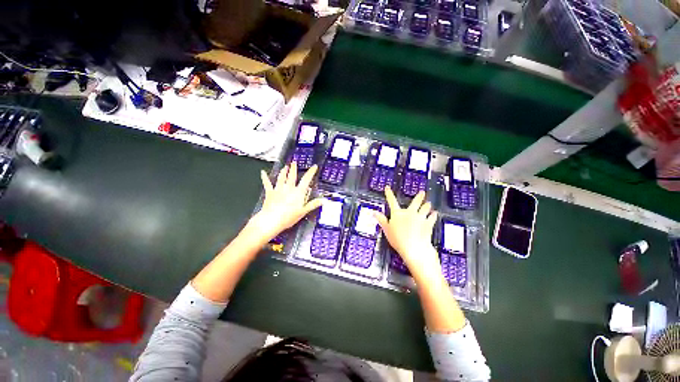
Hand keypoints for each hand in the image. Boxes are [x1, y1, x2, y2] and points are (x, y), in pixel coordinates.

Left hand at [249, 162, 322, 241]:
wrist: (271, 220)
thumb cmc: (288, 217)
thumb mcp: (303, 212)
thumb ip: (313, 205)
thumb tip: (323, 200)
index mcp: (298, 192)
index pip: (306, 180)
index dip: (311, 172)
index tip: (314, 166)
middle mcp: (288, 188)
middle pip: (292, 176)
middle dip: (294, 168)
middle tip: (294, 162)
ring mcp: (278, 189)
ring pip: (281, 177)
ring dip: (283, 171)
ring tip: (284, 166)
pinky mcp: (270, 193)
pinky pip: (267, 183)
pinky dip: (265, 177)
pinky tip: (263, 172)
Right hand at [374, 187, 440, 279]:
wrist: (414, 247)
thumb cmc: (398, 239)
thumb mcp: (386, 230)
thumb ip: (381, 220)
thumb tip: (374, 213)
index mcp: (397, 213)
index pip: (391, 201)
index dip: (389, 194)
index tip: (387, 188)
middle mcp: (409, 213)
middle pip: (415, 202)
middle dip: (419, 197)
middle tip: (422, 192)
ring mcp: (420, 217)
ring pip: (425, 208)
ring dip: (427, 205)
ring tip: (429, 203)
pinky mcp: (428, 224)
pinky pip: (432, 217)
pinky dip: (433, 215)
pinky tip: (435, 214)